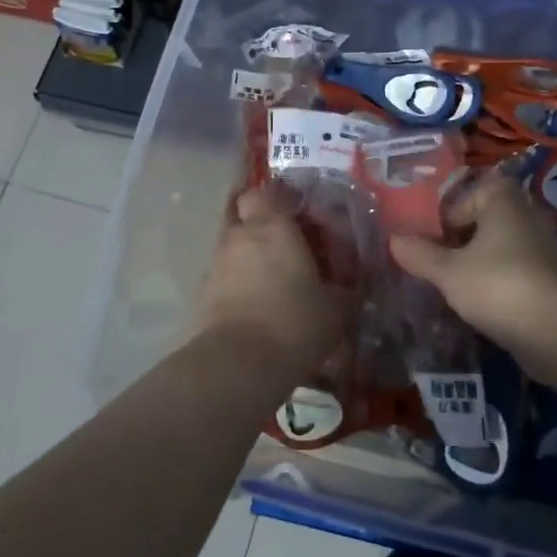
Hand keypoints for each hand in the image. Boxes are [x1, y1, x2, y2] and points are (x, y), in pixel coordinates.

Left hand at [198, 185, 350, 373]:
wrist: (238, 364)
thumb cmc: (294, 322)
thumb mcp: (336, 310)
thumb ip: (346, 293)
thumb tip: (354, 290)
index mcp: (272, 227)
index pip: (264, 192)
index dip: (277, 199)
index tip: (296, 212)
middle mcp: (238, 237)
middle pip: (241, 216)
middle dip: (258, 226)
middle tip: (283, 245)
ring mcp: (215, 266)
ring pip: (231, 248)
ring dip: (247, 258)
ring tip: (271, 282)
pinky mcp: (202, 296)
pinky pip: (223, 280)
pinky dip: (237, 286)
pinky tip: (256, 308)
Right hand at [390, 173, 556, 386]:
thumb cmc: (498, 286)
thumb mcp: (449, 272)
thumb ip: (420, 255)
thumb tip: (393, 239)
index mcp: (503, 201)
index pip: (469, 195)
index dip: (447, 216)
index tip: (431, 242)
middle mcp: (527, 216)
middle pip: (485, 222)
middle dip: (462, 242)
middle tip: (438, 265)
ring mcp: (545, 249)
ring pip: (502, 249)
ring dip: (480, 264)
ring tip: (456, 288)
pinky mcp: (553, 281)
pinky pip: (517, 273)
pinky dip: (500, 284)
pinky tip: (484, 306)